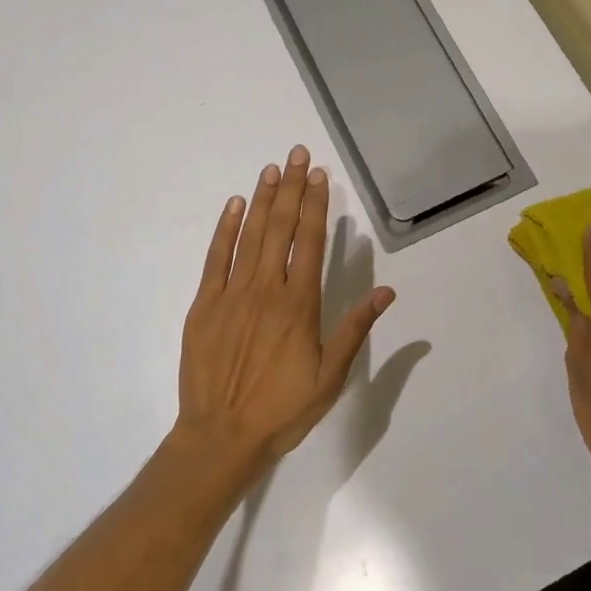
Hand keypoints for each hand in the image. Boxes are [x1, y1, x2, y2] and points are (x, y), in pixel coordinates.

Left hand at [176, 145, 395, 476]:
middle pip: (280, 228)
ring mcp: (231, 294)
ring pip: (249, 236)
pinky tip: (234, 206)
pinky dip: (225, 229)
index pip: (309, 242)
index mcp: (298, 304)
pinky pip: (215, 258)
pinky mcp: (204, 305)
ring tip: (272, 169)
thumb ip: (355, 330)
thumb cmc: (282, 409)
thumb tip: (386, 293)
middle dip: (290, 188)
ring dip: (262, 199)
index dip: (315, 205)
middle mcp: (266, 289)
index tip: (319, 175)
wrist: (220, 436)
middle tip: (296, 154)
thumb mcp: (330, 377)